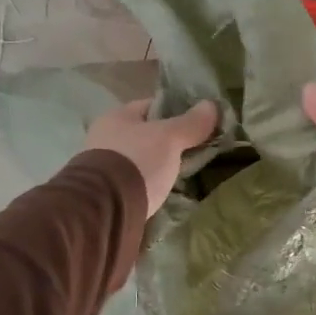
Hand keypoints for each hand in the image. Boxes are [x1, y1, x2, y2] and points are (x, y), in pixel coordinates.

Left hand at [84, 98, 218, 217]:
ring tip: (184, 176)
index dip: (176, 112)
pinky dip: (149, 186)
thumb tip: (212, 105)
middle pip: (145, 135)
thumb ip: (191, 123)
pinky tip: (164, 193)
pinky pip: (135, 183)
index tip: (198, 124)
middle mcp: (105, 138)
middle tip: (195, 153)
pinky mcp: (107, 194)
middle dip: (168, 144)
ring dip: (158, 167)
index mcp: (117, 117)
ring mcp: (103, 167)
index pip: (151, 106)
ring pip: (140, 160)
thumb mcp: (169, 138)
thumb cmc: (136, 162)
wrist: (105, 209)